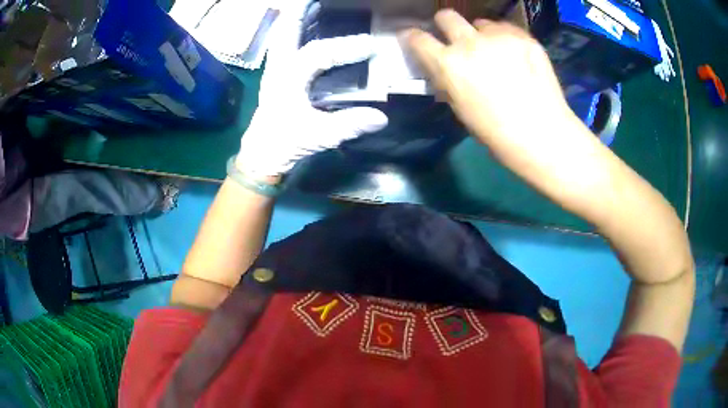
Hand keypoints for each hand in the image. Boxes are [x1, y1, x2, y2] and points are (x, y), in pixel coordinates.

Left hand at [236, 1, 387, 177]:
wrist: (260, 156)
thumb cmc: (285, 144)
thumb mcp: (317, 136)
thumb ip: (348, 125)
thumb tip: (381, 117)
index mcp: (288, 79)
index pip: (319, 53)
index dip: (346, 48)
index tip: (370, 46)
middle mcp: (279, 69)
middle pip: (287, 33)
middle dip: (302, 15)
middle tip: (317, 1)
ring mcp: (274, 72)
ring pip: (282, 38)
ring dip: (295, 22)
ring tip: (309, 8)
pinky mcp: (275, 78)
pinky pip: (283, 47)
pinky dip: (292, 35)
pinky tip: (304, 32)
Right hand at [402, 10, 570, 144]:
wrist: (542, 134)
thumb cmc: (496, 132)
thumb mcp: (460, 109)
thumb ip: (448, 81)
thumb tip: (444, 69)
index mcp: (449, 64)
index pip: (417, 38)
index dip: (413, 37)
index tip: (416, 39)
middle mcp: (469, 42)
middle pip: (447, 16)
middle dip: (446, 24)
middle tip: (456, 38)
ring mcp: (498, 36)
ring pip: (480, 23)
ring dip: (481, 34)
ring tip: (496, 53)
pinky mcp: (523, 36)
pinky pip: (506, 29)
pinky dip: (504, 38)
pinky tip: (516, 56)